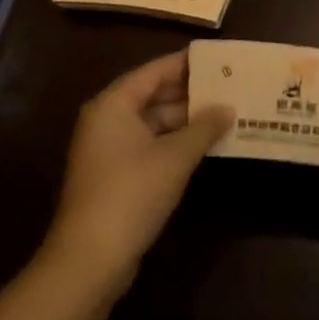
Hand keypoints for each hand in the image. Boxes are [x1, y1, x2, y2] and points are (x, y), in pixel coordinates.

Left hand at [45, 51, 232, 286]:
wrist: (89, 260)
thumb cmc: (132, 194)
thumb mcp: (176, 158)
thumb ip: (205, 128)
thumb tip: (229, 109)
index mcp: (113, 104)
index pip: (156, 70)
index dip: (188, 64)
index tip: (220, 59)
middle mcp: (106, 119)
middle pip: (153, 94)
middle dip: (190, 93)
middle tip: (229, 86)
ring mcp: (107, 148)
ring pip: (152, 121)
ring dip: (185, 120)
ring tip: (225, 113)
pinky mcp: (113, 174)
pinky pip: (148, 144)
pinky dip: (174, 141)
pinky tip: (204, 144)